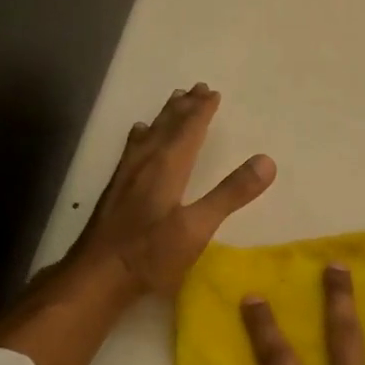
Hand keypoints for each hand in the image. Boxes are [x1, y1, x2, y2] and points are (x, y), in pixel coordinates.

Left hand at [70, 82, 275, 297]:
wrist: (96, 276)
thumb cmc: (150, 254)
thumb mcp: (197, 227)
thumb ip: (230, 194)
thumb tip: (267, 161)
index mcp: (166, 168)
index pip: (188, 131)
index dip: (202, 112)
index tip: (213, 93)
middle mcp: (145, 164)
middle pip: (167, 128)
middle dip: (184, 108)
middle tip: (197, 88)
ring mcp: (126, 177)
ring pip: (148, 136)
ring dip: (164, 117)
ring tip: (173, 100)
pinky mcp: (115, 191)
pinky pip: (132, 150)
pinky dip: (140, 136)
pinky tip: (138, 135)